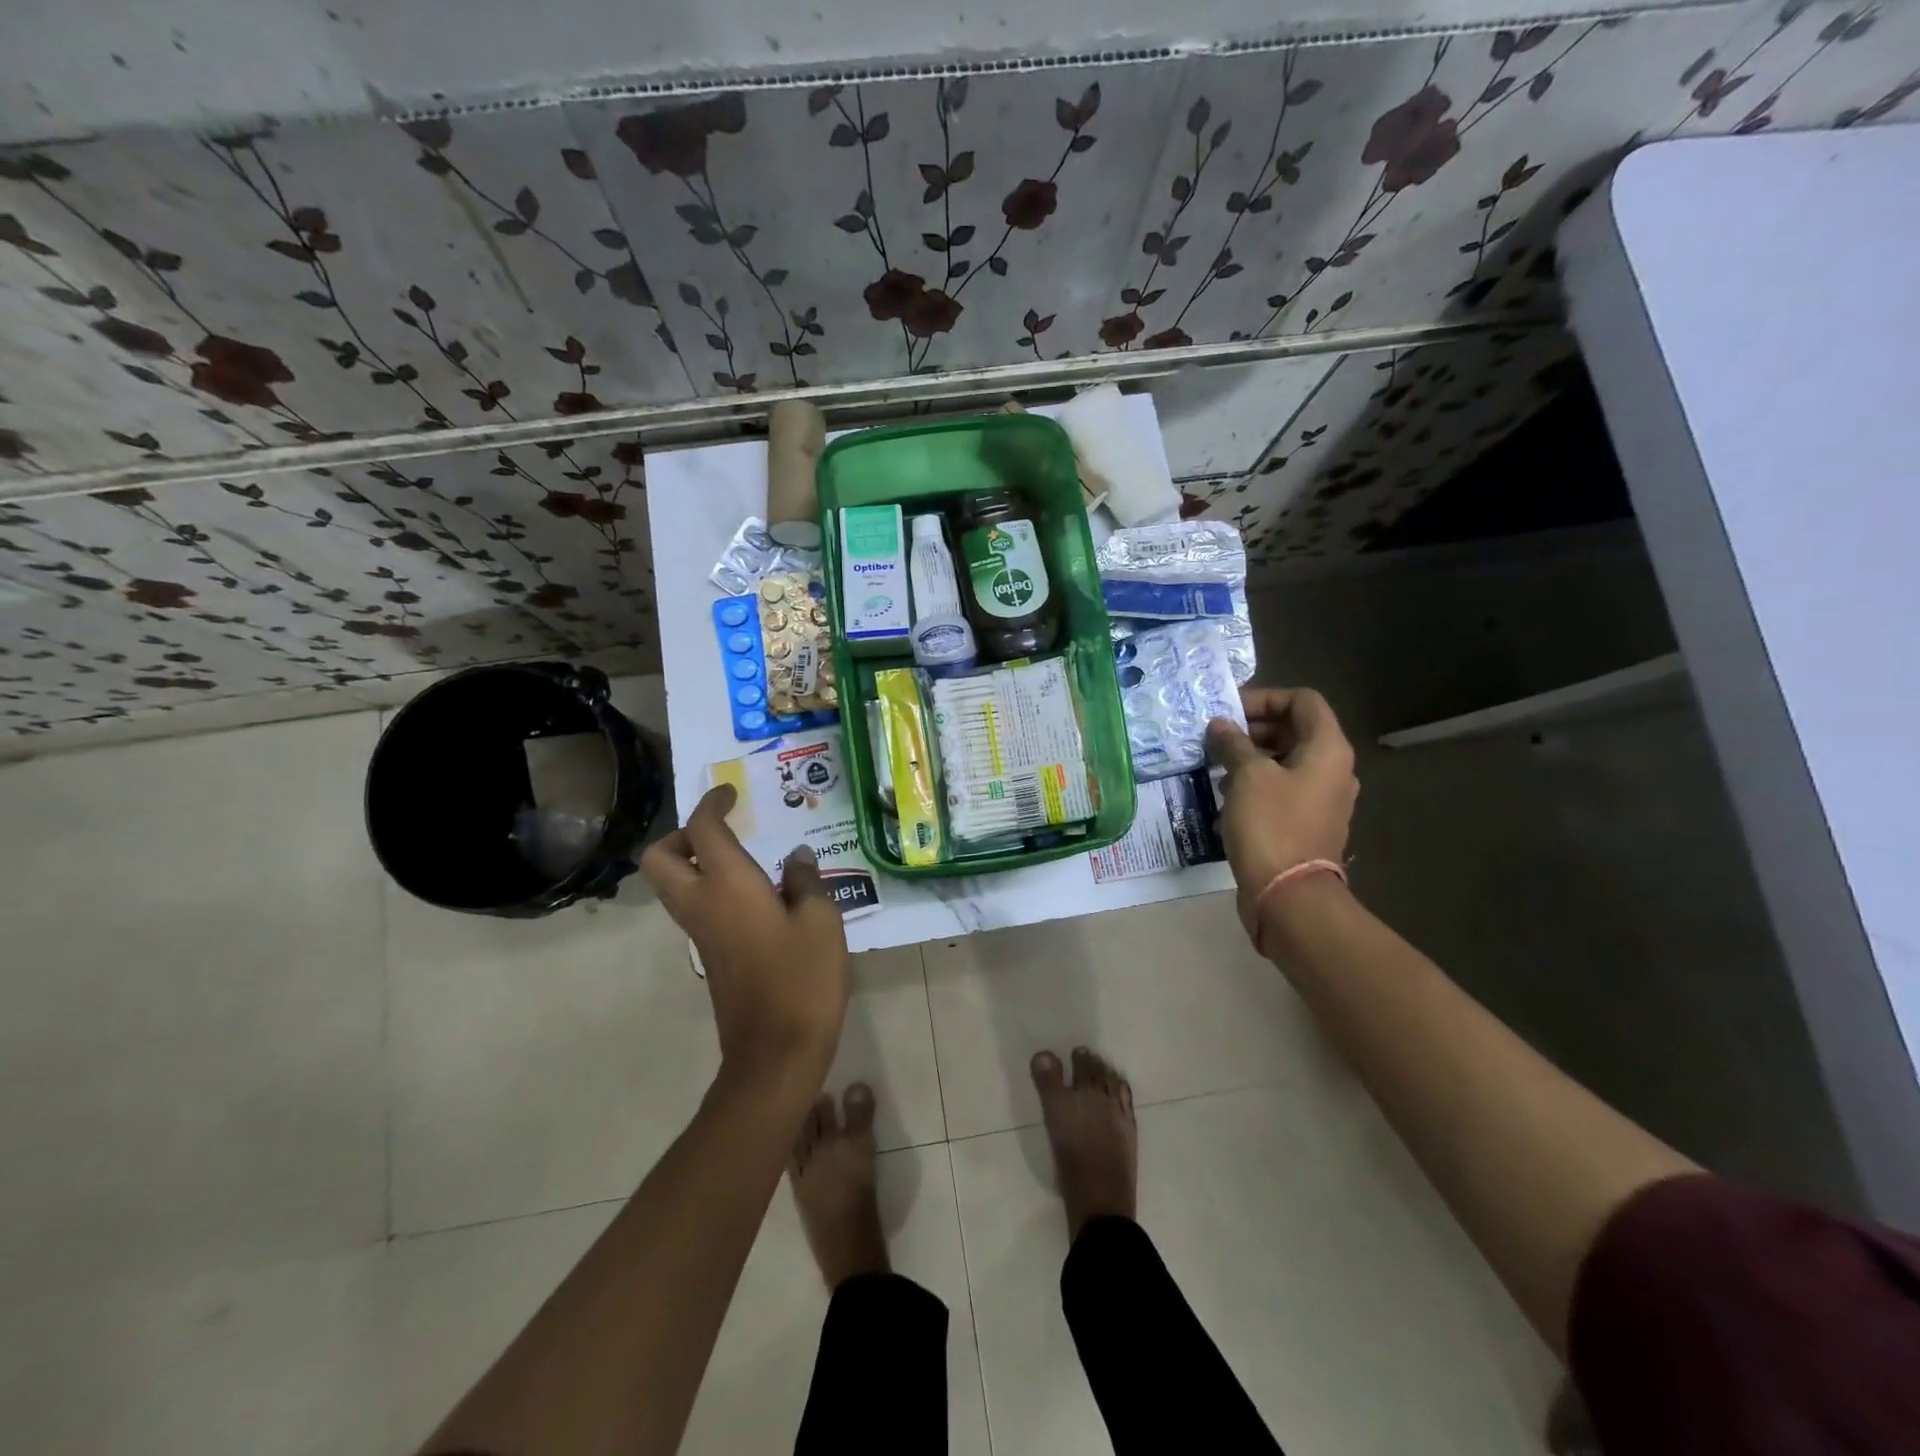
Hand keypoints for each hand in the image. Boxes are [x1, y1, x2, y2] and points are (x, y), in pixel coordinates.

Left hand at [641, 785, 849, 1094]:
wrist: (775, 1053)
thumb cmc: (802, 979)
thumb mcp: (821, 921)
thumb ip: (806, 882)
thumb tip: (796, 858)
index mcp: (728, 885)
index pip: (703, 829)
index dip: (712, 803)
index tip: (730, 793)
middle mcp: (702, 904)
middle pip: (661, 858)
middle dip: (682, 835)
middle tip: (724, 832)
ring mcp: (700, 934)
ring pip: (673, 885)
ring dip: (695, 862)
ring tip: (746, 859)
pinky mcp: (709, 956)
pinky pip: (695, 907)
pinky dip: (711, 889)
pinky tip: (758, 896)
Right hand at [1206, 687, 1358, 936]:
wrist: (1288, 895)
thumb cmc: (1271, 825)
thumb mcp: (1246, 776)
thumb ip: (1233, 744)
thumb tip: (1221, 726)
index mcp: (1328, 749)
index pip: (1303, 701)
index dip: (1265, 697)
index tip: (1230, 711)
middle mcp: (1333, 769)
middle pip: (1295, 730)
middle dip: (1254, 728)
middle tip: (1217, 737)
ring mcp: (1323, 799)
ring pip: (1286, 761)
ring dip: (1251, 757)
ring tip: (1216, 765)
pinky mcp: (1308, 823)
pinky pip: (1283, 789)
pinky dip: (1256, 783)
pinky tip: (1226, 795)